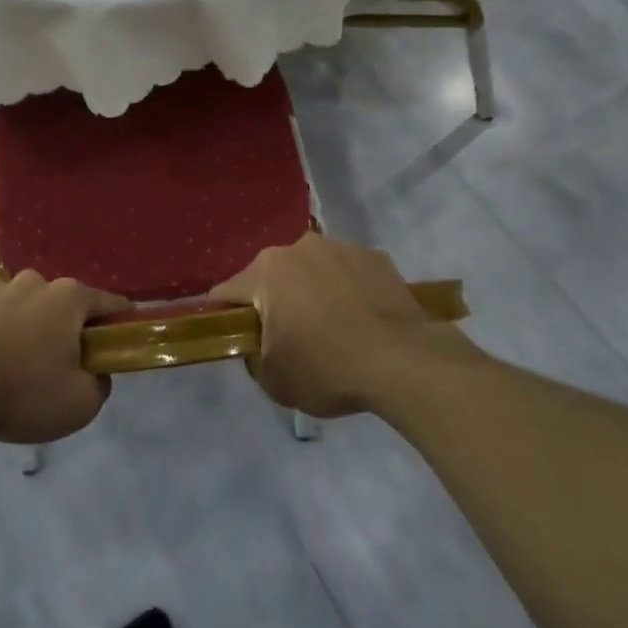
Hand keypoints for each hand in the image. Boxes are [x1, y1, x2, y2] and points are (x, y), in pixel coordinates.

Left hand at [0, 271, 130, 444]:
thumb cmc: (24, 391)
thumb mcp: (80, 404)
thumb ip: (100, 385)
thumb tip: (97, 372)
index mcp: (71, 296)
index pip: (111, 304)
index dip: (121, 325)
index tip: (121, 347)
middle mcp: (39, 281)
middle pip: (69, 305)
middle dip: (72, 330)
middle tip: (67, 368)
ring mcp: (2, 287)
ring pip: (33, 307)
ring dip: (36, 328)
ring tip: (24, 367)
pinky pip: (2, 314)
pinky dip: (6, 331)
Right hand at [209, 232, 469, 418]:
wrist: (404, 362)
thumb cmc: (328, 369)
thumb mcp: (274, 380)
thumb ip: (252, 357)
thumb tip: (256, 344)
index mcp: (266, 272)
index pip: (226, 292)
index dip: (223, 316)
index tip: (233, 337)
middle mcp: (298, 247)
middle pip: (271, 276)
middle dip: (272, 302)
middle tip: (288, 338)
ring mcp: (339, 247)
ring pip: (311, 270)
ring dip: (311, 292)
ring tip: (332, 329)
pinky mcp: (374, 256)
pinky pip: (347, 273)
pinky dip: (346, 290)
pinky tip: (362, 320)